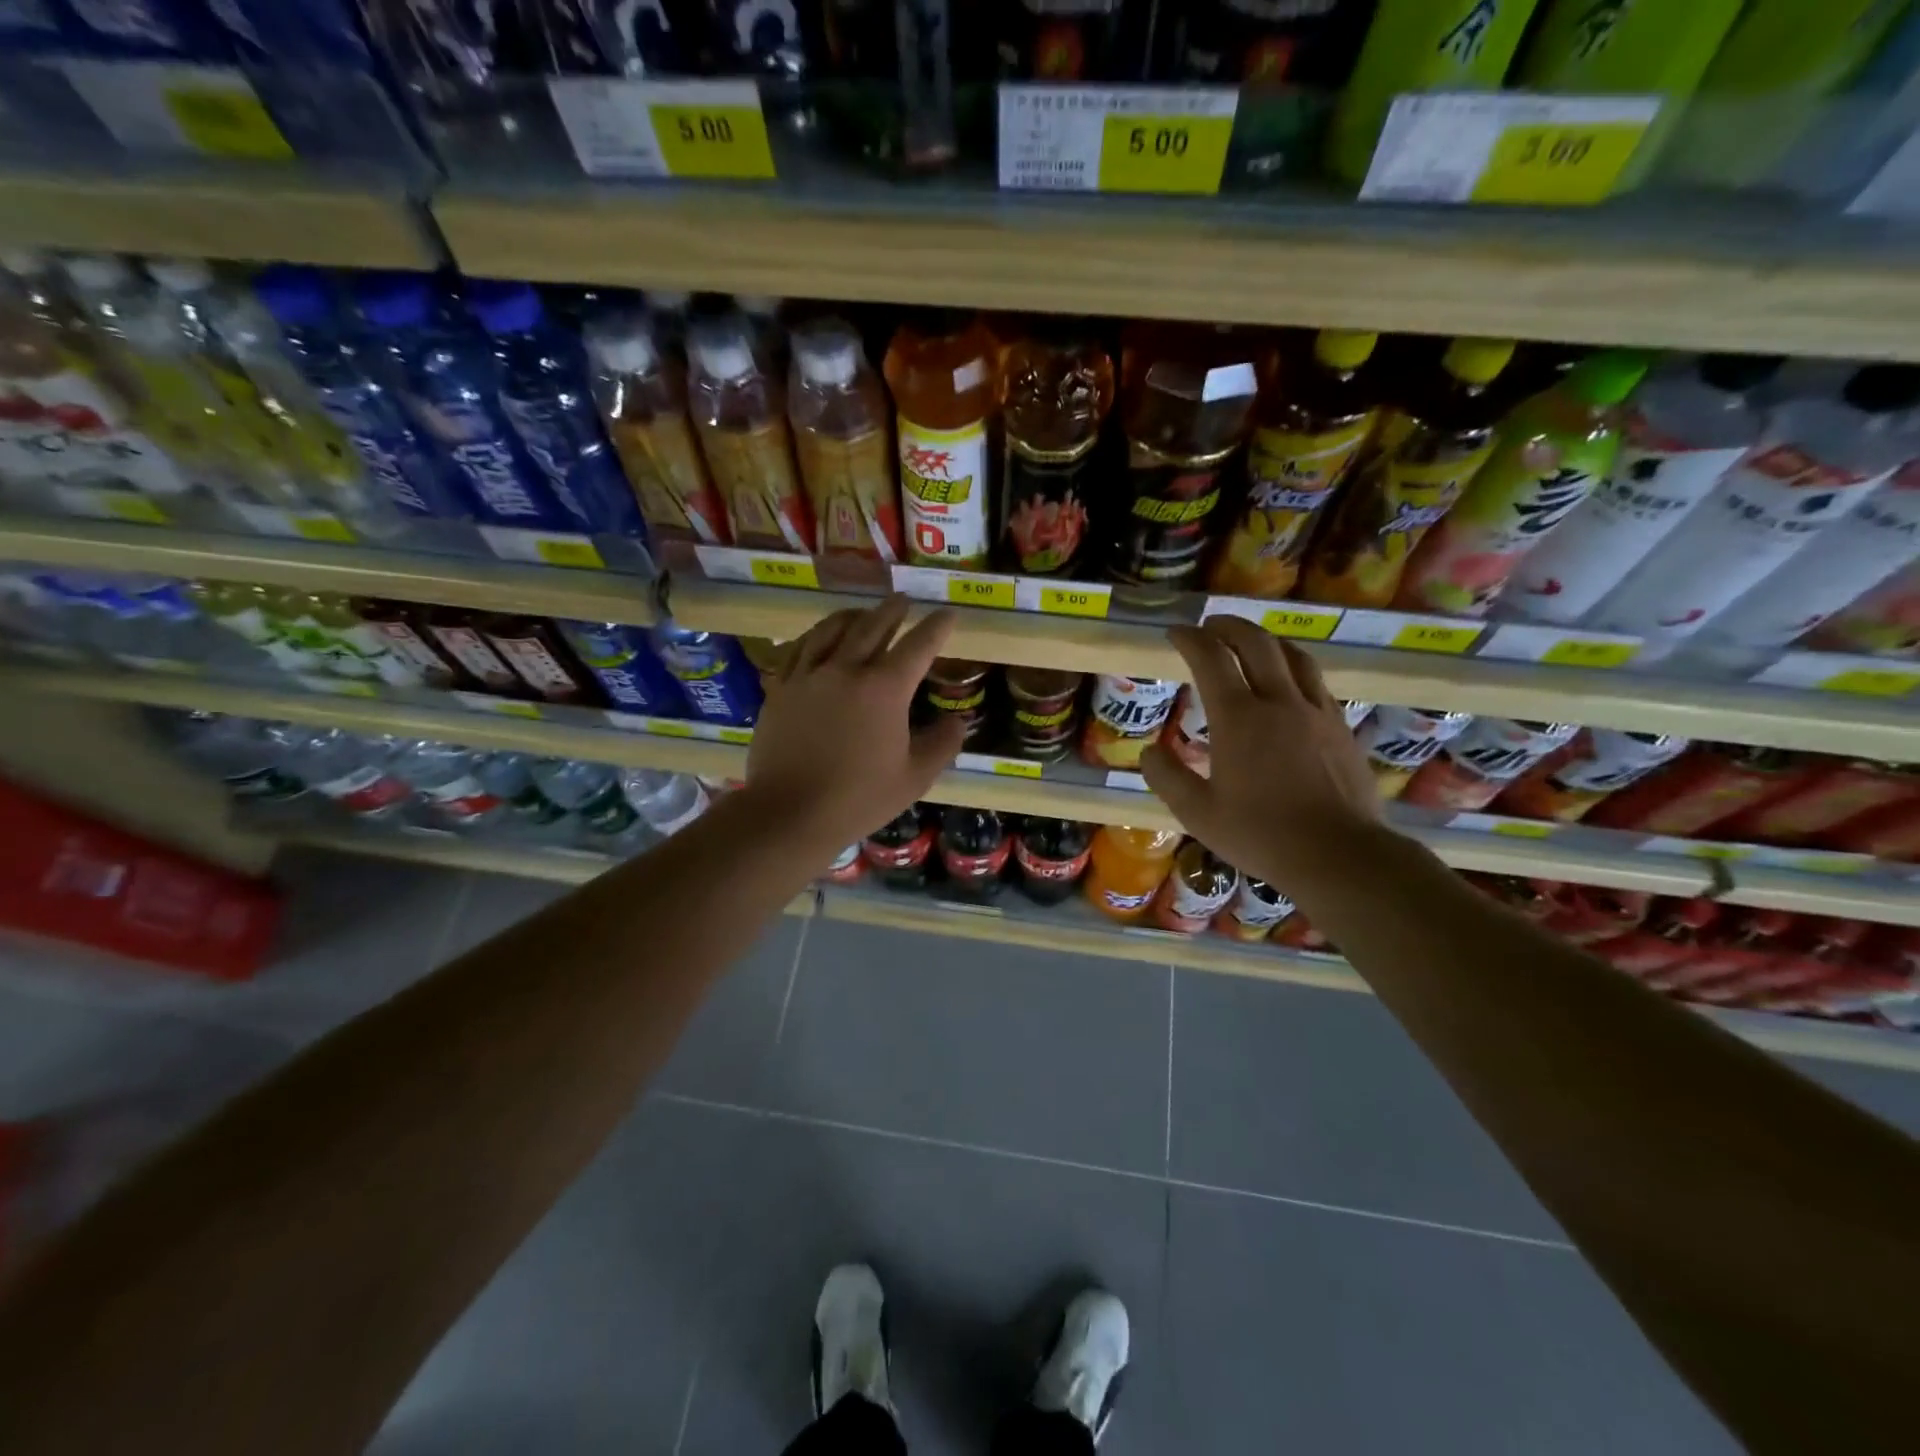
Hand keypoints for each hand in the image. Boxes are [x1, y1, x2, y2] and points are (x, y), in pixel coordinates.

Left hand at [744, 595, 967, 855]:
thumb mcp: (915, 778)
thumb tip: (958, 720)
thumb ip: (942, 744)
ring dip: (853, 616)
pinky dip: (816, 635)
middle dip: (893, 610)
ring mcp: (808, 675)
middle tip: (903, 600)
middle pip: (873, 626)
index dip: (936, 627)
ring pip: (832, 630)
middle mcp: (846, 669)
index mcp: (884, 689)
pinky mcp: (780, 687)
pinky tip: (819, 638)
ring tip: (863, 612)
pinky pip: (799, 648)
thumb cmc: (859, 798)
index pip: (918, 646)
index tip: (947, 614)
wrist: (790, 813)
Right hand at [1140, 618, 1387, 893]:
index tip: (1174, 633)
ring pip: (1292, 655)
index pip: (1209, 658)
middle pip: (1255, 642)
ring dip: (1265, 640)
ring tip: (1249, 642)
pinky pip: (1314, 680)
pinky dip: (1293, 667)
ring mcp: (1315, 710)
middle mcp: (1278, 701)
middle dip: (1227, 626)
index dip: (1188, 638)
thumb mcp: (1198, 814)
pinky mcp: (1340, 726)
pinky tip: (1288, 682)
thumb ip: (1167, 778)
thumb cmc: (1261, 834)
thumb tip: (1147, 752)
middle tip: (1209, 626)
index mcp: (1238, 718)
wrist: (1339, 854)